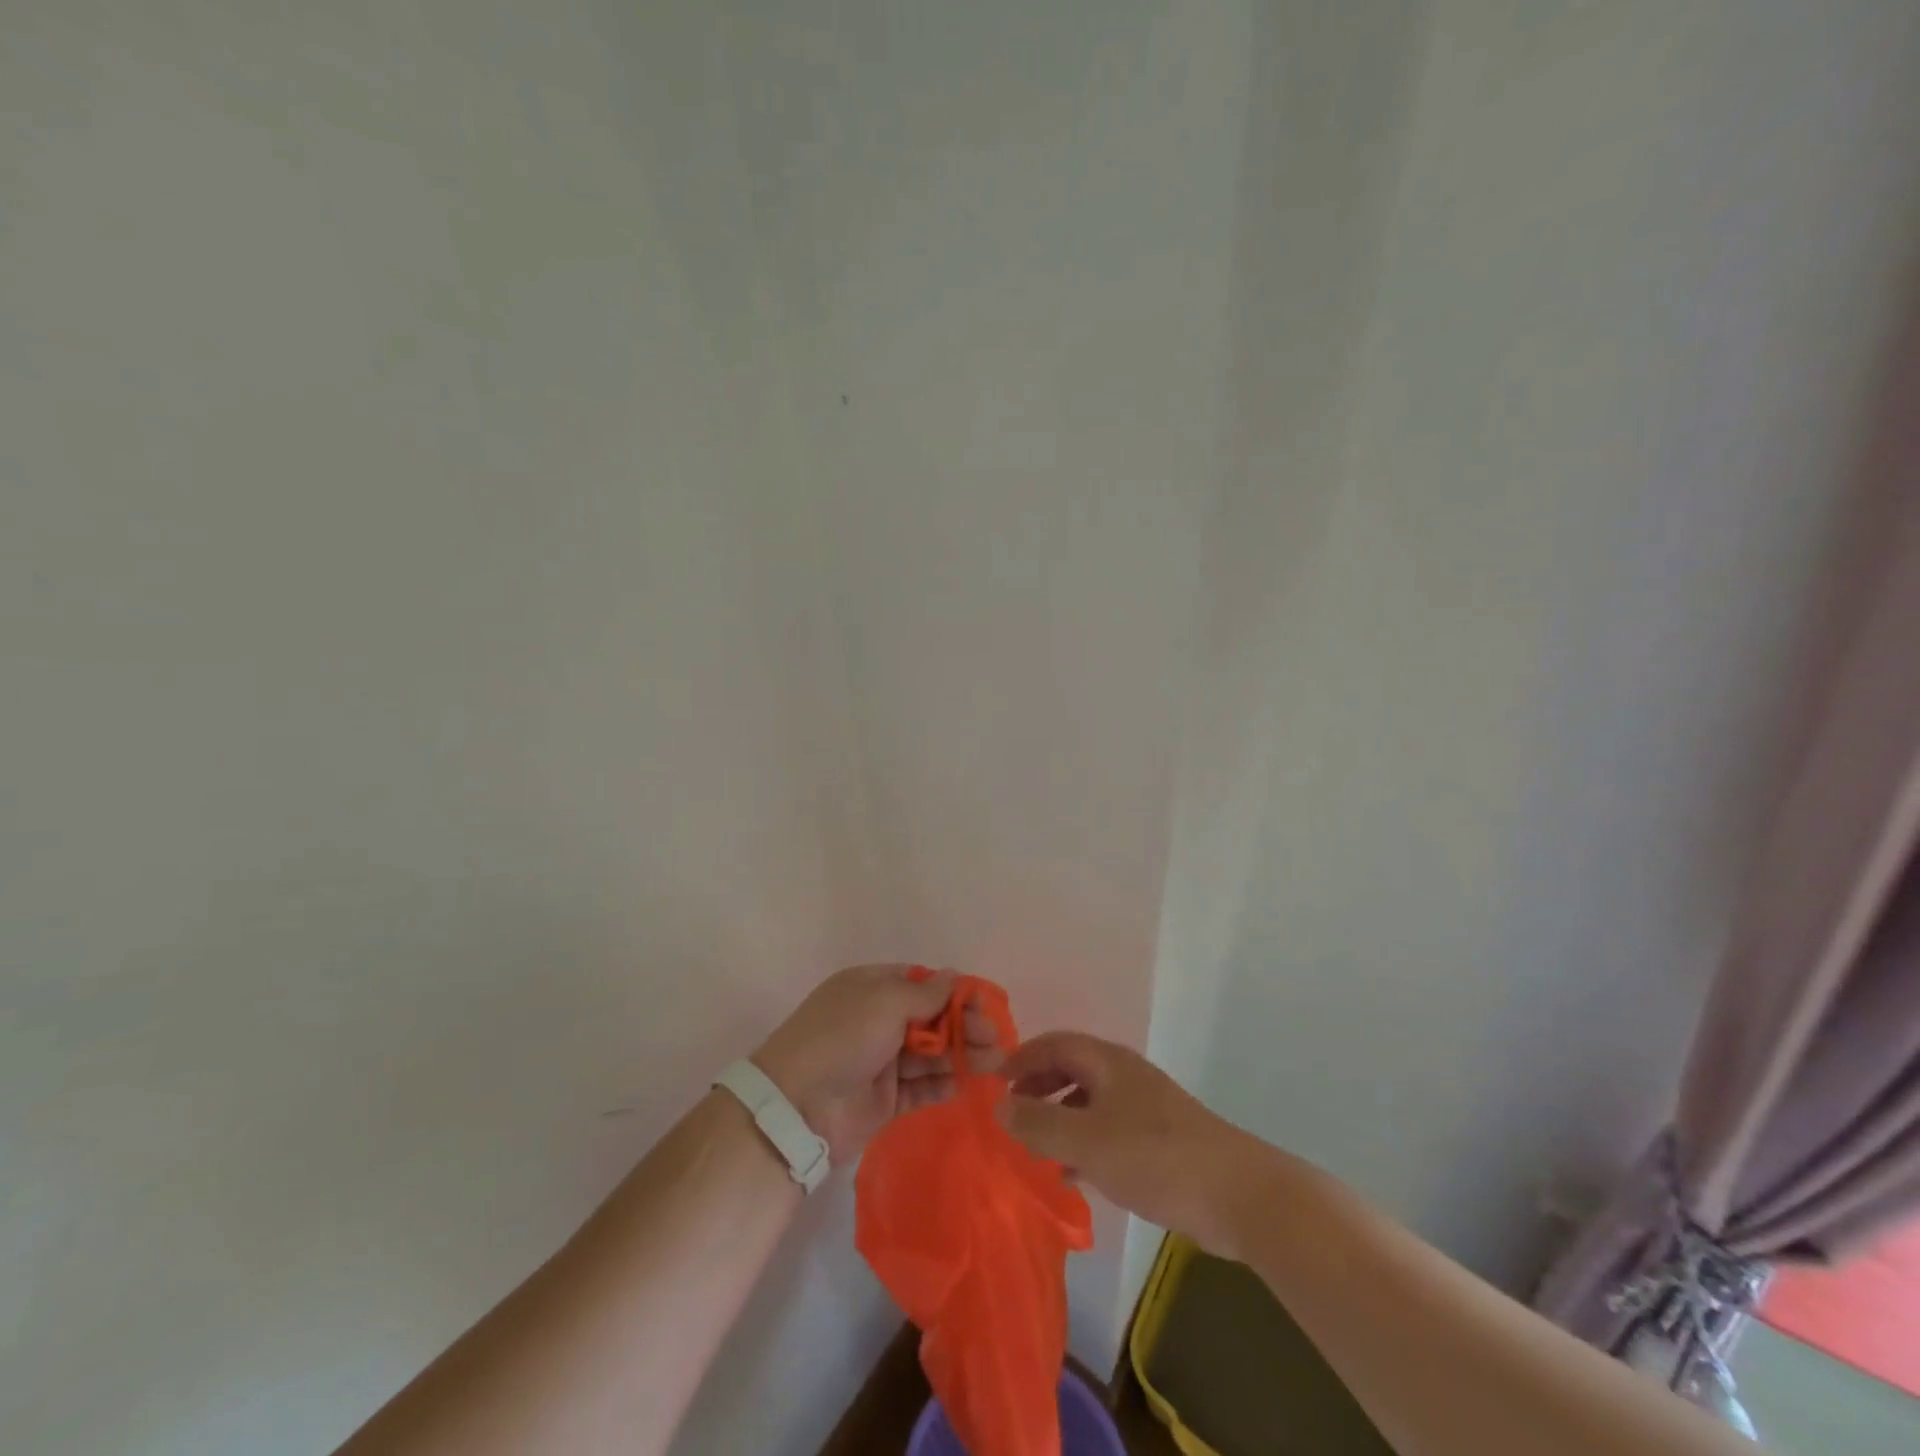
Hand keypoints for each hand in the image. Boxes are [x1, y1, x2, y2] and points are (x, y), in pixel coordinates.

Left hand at [753, 965, 1001, 1163]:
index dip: (954, 993)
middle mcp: (878, 1020)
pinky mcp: (886, 1100)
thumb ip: (926, 993)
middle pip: (931, 1019)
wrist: (797, 1106)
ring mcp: (882, 1061)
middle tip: (995, 1040)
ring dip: (962, 1055)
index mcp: (871, 988)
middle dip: (964, 1026)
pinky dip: (944, 1084)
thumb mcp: (884, 1002)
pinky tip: (968, 1083)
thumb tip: (956, 976)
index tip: (983, 1005)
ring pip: (931, 1054)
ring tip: (995, 1063)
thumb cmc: (842, 1037)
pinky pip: (922, 1087)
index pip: (922, 983)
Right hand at [996, 1031, 1261, 1256]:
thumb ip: (1038, 1122)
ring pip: (1090, 1100)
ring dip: (1059, 1116)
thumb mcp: (1086, 1141)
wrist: (1240, 1195)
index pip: (1054, 1044)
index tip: (994, 1082)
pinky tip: (1074, 1174)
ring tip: (1035, 1145)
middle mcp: (1125, 1074)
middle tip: (1011, 1111)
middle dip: (1038, 1085)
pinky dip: (1084, 1142)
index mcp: (1108, 1062)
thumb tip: (998, 1103)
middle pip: (1072, 1068)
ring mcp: (1146, 1106)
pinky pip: (1108, 1129)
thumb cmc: (1155, 1157)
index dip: (1022, 1058)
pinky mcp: (1160, 1139)